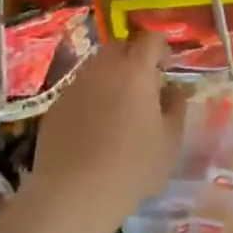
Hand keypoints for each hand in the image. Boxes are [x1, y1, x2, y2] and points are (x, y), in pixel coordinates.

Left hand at [21, 32, 183, 232]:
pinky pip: (79, 90)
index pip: (150, 40)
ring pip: (97, 67)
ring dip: (111, 77)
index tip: (167, 68)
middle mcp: (102, 68)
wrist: (74, 193)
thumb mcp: (170, 142)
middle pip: (120, 47)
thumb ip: (176, 107)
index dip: (162, 48)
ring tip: (120, 108)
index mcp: (135, 70)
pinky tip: (94, 128)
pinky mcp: (56, 105)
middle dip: (134, 58)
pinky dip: (91, 98)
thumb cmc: (132, 167)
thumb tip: (173, 89)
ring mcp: (75, 85)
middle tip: (145, 86)